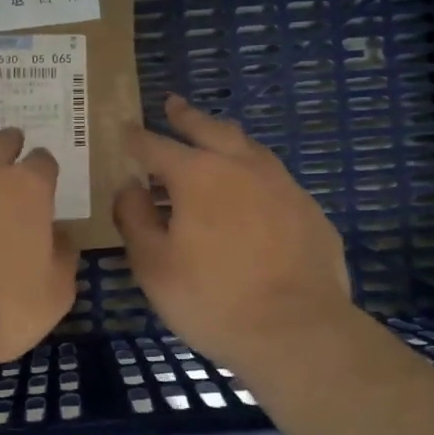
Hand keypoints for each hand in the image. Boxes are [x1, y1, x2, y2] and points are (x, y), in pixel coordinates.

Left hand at [0, 128, 79, 368]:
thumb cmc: (2, 304)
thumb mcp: (54, 293)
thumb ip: (62, 259)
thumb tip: (61, 238)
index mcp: (29, 189)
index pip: (43, 162)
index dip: (45, 169)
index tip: (46, 178)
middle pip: (0, 143)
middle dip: (9, 146)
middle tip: (12, 153)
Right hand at [114, 95, 353, 372]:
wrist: (298, 331)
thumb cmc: (212, 299)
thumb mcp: (153, 265)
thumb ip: (135, 219)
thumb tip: (129, 187)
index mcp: (198, 175)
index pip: (157, 146)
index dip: (137, 138)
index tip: (124, 130)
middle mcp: (242, 166)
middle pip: (209, 129)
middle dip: (186, 117)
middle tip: (172, 104)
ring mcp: (282, 185)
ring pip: (249, 147)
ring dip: (225, 138)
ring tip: (215, 136)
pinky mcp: (309, 209)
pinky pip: (274, 178)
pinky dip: (253, 173)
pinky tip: (252, 191)